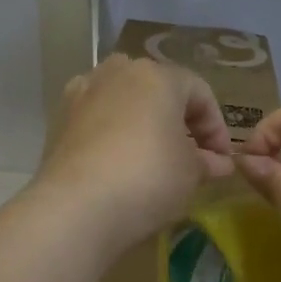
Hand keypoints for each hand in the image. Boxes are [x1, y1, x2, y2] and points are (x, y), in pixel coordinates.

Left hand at [34, 54, 233, 250]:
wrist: (75, 208)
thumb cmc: (147, 179)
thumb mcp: (191, 173)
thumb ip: (208, 162)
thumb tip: (219, 162)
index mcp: (156, 76)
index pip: (199, 92)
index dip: (217, 127)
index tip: (222, 160)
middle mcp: (117, 73)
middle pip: (159, 91)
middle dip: (179, 122)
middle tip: (192, 157)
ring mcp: (82, 93)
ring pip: (124, 103)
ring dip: (144, 126)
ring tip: (154, 160)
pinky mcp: (58, 120)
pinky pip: (98, 121)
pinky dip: (114, 137)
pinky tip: (120, 165)